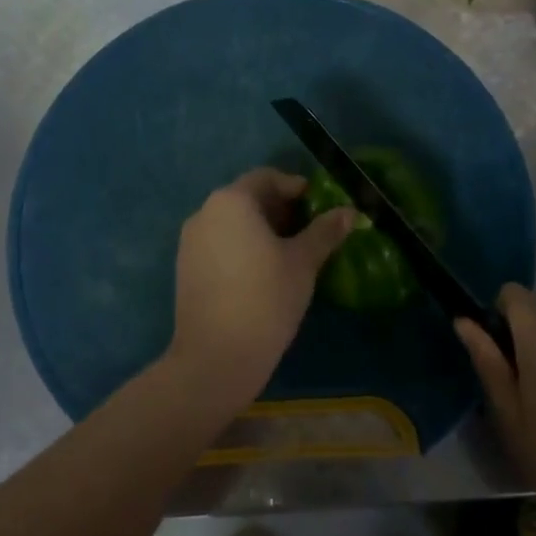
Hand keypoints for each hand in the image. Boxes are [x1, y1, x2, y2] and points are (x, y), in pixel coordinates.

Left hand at [169, 168, 355, 411]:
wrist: (215, 357)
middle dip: (279, 209)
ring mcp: (190, 241)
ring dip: (261, 229)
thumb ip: (325, 231)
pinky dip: (242, 247)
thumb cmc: (265, 298)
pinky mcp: (185, 268)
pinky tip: (263, 273)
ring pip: (232, 222)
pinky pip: (219, 244)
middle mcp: (205, 212)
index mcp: (232, 201)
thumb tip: (350, 211)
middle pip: (247, 198)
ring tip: (290, 253)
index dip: (295, 187)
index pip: (266, 177)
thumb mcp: (303, 262)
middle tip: (309, 230)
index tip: (319, 205)